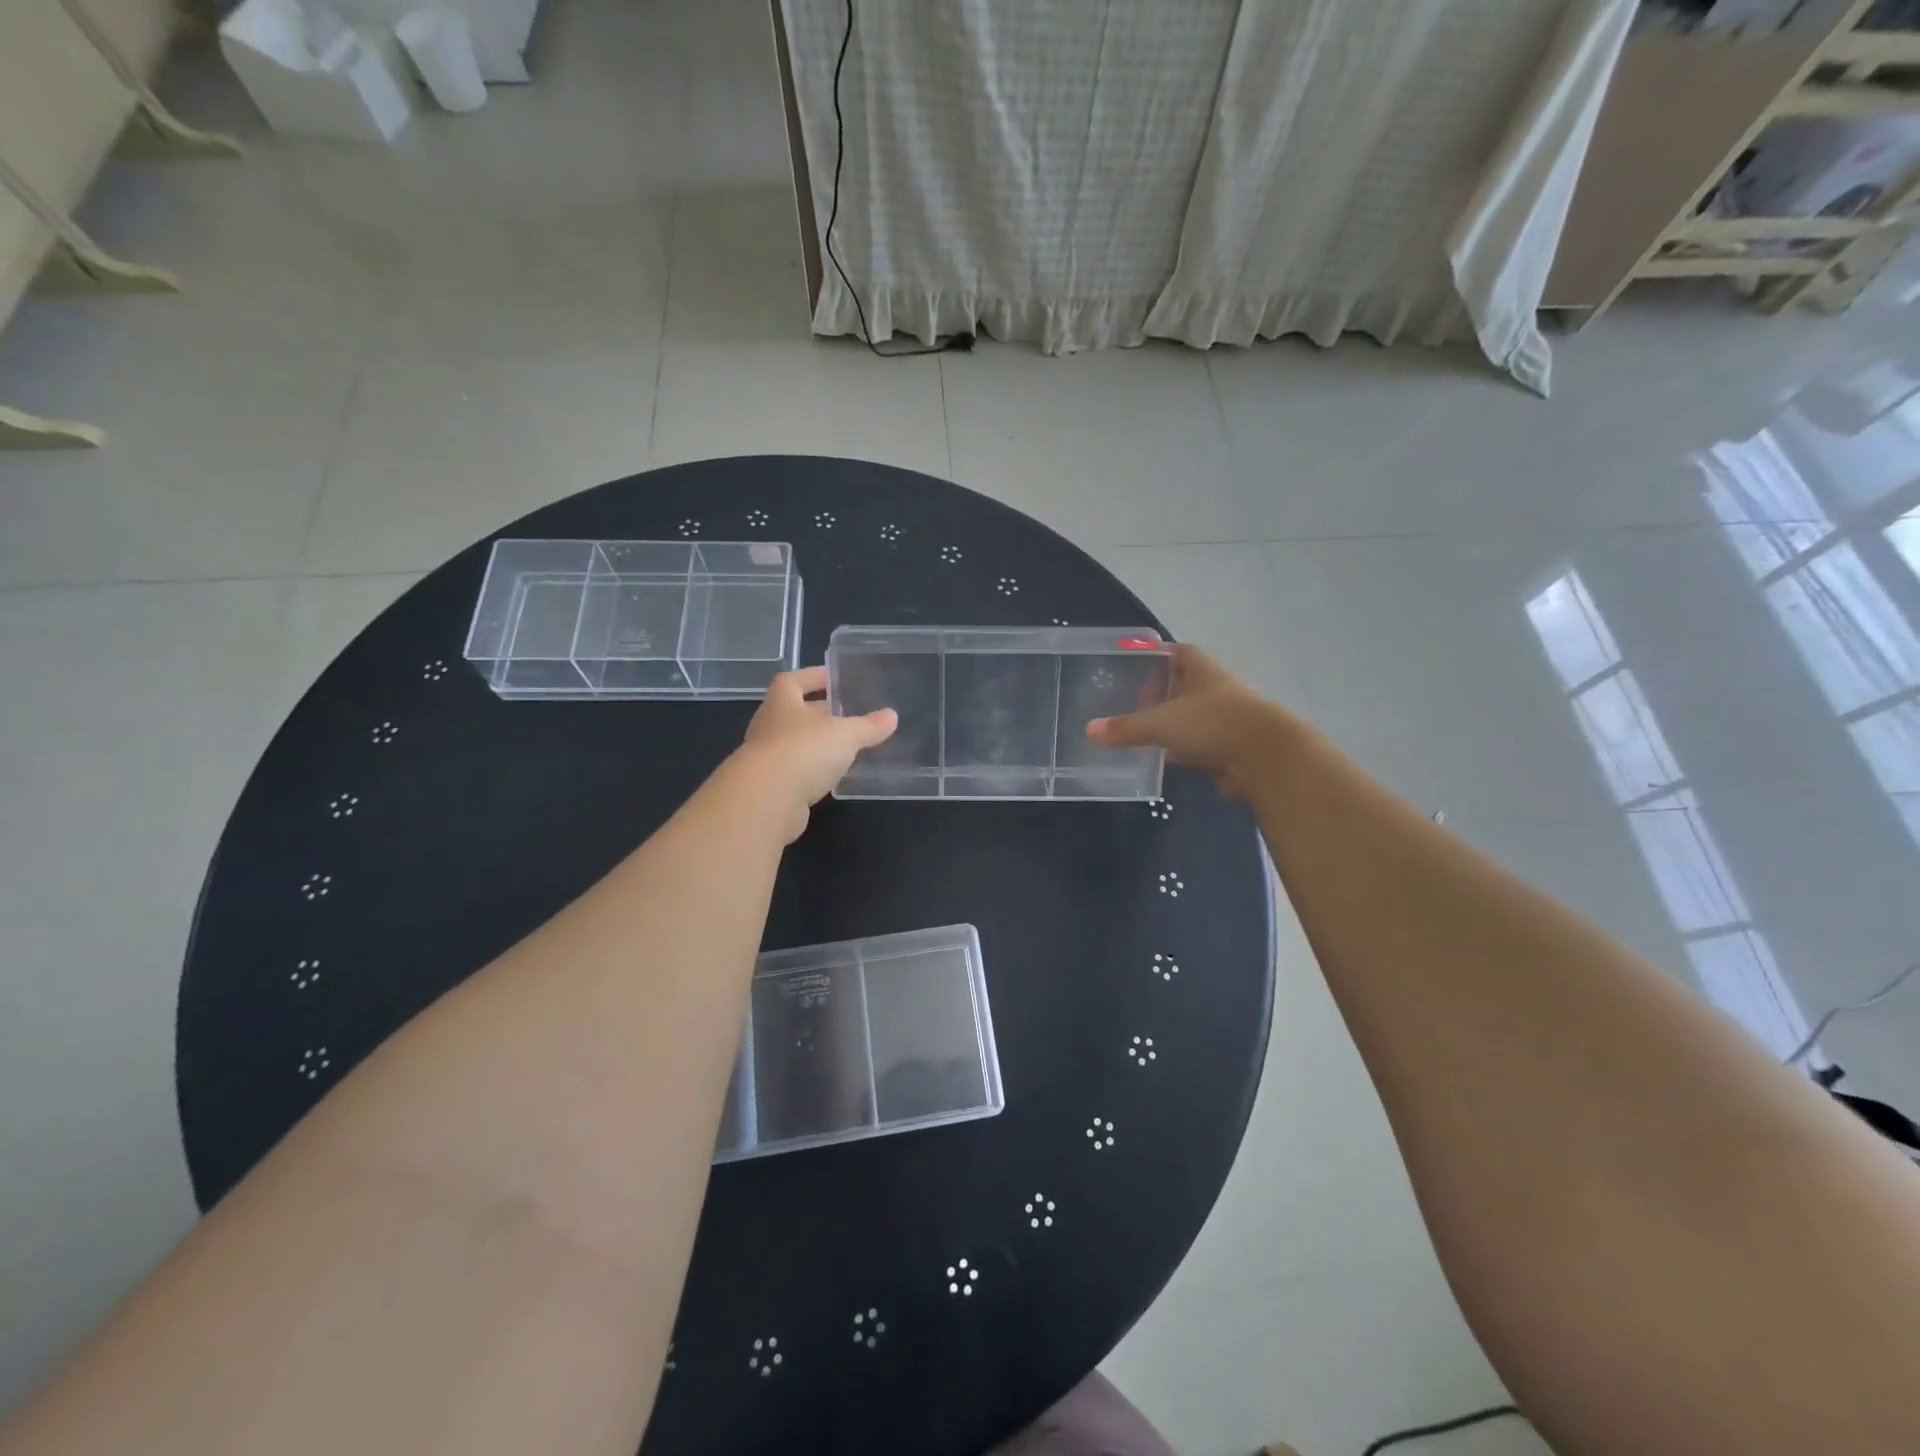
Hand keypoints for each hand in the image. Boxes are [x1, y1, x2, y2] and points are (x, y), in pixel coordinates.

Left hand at [733, 666, 895, 839]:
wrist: (766, 801)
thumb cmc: (804, 751)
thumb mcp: (845, 735)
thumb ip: (868, 727)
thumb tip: (892, 716)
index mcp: (782, 703)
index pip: (792, 681)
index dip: (811, 677)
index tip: (832, 678)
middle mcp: (769, 727)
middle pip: (794, 713)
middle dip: (818, 713)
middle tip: (846, 714)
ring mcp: (766, 758)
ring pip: (794, 744)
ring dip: (816, 744)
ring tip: (844, 746)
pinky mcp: (771, 788)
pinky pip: (795, 771)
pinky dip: (812, 770)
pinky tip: (832, 776)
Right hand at [1086, 644, 1291, 798]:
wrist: (1267, 758)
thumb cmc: (1213, 724)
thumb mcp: (1162, 724)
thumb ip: (1127, 728)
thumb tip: (1089, 730)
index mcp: (1204, 672)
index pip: (1182, 652)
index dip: (1161, 653)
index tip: (1139, 659)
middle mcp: (1219, 690)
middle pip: (1189, 684)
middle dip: (1165, 691)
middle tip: (1135, 698)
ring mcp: (1230, 720)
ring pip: (1197, 717)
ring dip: (1177, 723)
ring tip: (1147, 731)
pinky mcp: (1235, 748)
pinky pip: (1205, 745)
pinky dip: (1188, 750)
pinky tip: (1169, 759)